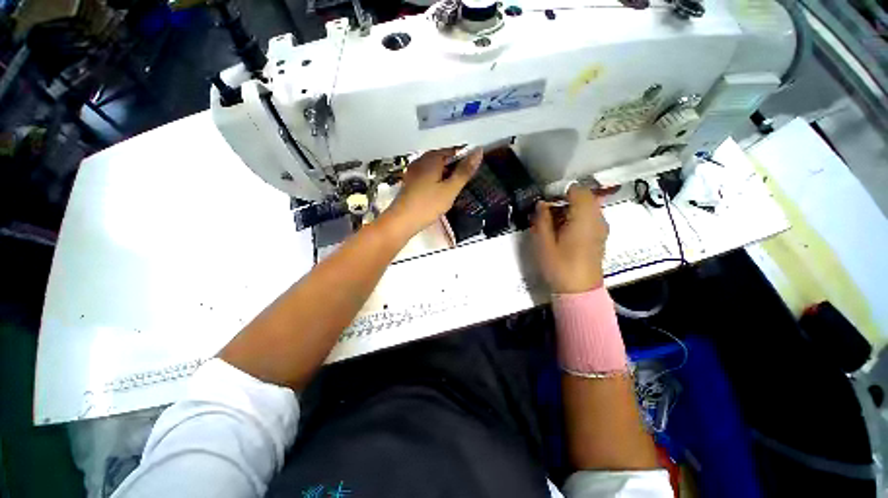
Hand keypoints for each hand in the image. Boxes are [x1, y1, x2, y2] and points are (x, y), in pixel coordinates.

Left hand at [384, 147, 482, 235]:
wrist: (402, 221)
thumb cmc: (428, 204)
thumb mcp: (450, 189)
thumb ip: (464, 171)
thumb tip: (478, 151)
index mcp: (431, 159)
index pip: (452, 150)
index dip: (464, 157)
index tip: (473, 170)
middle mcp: (421, 161)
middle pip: (442, 158)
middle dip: (454, 167)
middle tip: (465, 180)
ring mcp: (413, 172)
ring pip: (434, 168)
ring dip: (445, 174)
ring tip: (454, 187)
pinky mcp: (410, 183)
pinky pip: (427, 176)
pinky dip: (436, 180)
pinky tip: (440, 192)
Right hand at [531, 186, 608, 293]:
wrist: (580, 292)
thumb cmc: (560, 267)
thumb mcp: (543, 243)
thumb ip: (542, 219)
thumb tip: (542, 203)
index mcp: (584, 218)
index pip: (578, 190)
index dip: (560, 191)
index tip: (545, 201)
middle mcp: (597, 219)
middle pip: (583, 198)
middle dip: (564, 201)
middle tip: (546, 214)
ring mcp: (601, 228)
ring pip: (586, 207)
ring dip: (569, 210)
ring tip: (552, 224)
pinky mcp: (600, 236)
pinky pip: (589, 218)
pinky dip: (576, 218)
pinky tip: (563, 232)